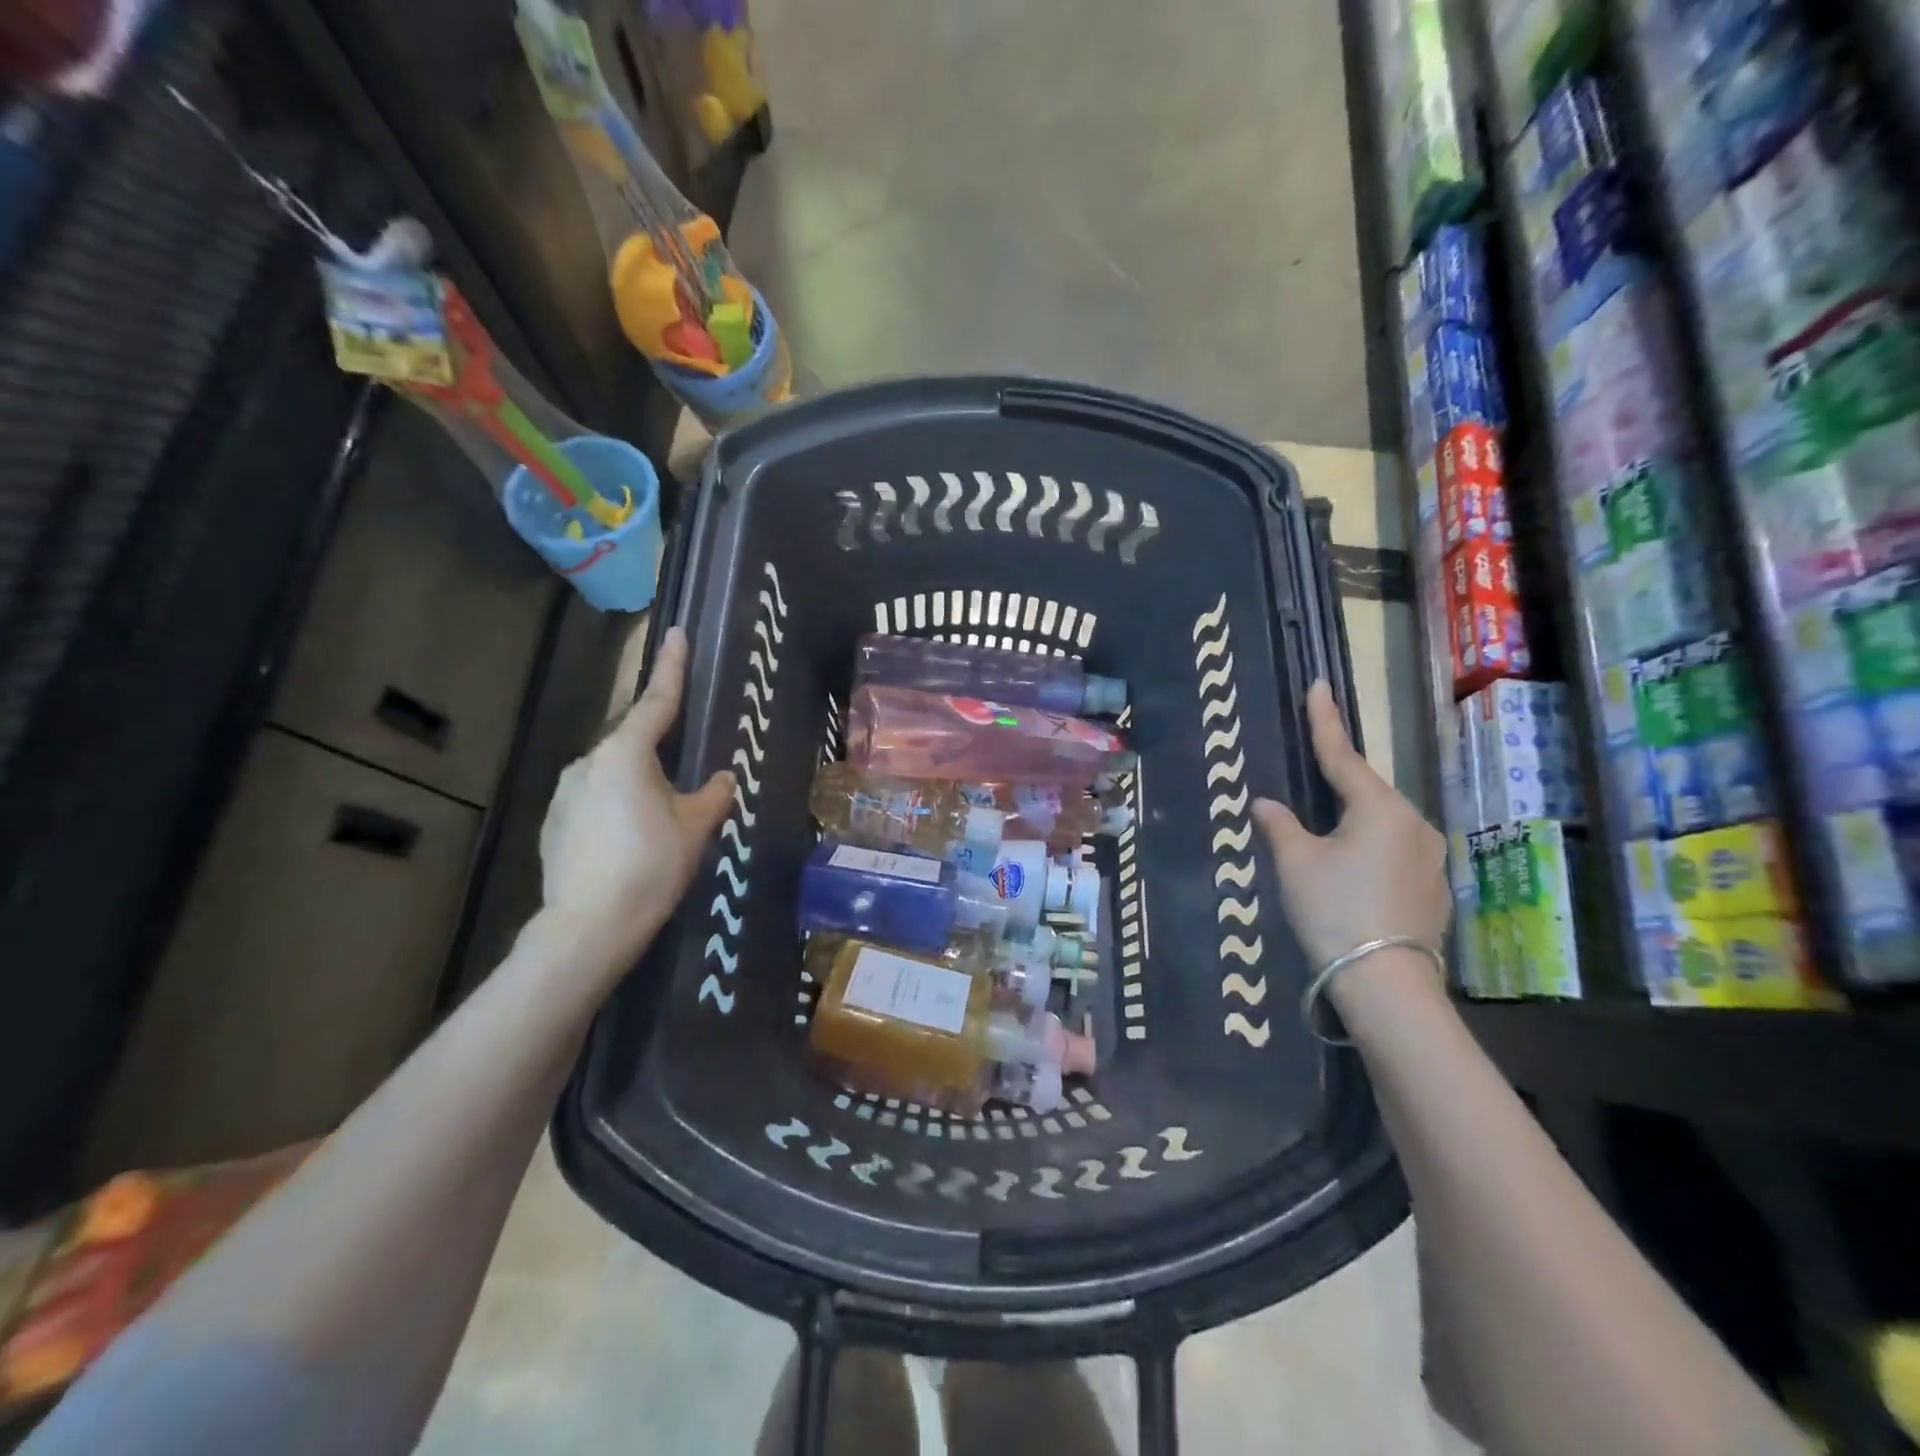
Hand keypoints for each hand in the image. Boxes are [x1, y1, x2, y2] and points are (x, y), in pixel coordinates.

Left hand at [538, 626, 734, 953]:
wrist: (590, 925)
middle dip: (659, 757)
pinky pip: (593, 803)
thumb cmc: (651, 865)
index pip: (657, 701)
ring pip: (612, 776)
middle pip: (633, 745)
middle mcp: (589, 763)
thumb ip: (712, 795)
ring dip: (636, 788)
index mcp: (626, 753)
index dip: (671, 667)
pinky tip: (628, 846)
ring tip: (658, 829)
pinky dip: (614, 812)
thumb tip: (722, 778)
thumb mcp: (695, 827)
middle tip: (684, 790)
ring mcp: (564, 793)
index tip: (676, 633)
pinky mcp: (553, 824)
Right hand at [1253, 680, 1450, 972]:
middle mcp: (1413, 824)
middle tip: (1313, 774)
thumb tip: (1265, 803)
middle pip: (1367, 792)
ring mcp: (1429, 858)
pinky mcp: (1433, 890)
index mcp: (1379, 808)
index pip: (1343, 756)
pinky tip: (1351, 875)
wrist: (1386, 983)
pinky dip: (1369, 852)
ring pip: (1382, 825)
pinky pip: (1394, 853)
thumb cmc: (1333, 909)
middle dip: (1339, 782)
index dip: (1325, 721)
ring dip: (1353, 822)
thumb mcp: (1295, 863)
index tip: (1319, 686)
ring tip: (1326, 839)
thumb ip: (1280, 825)